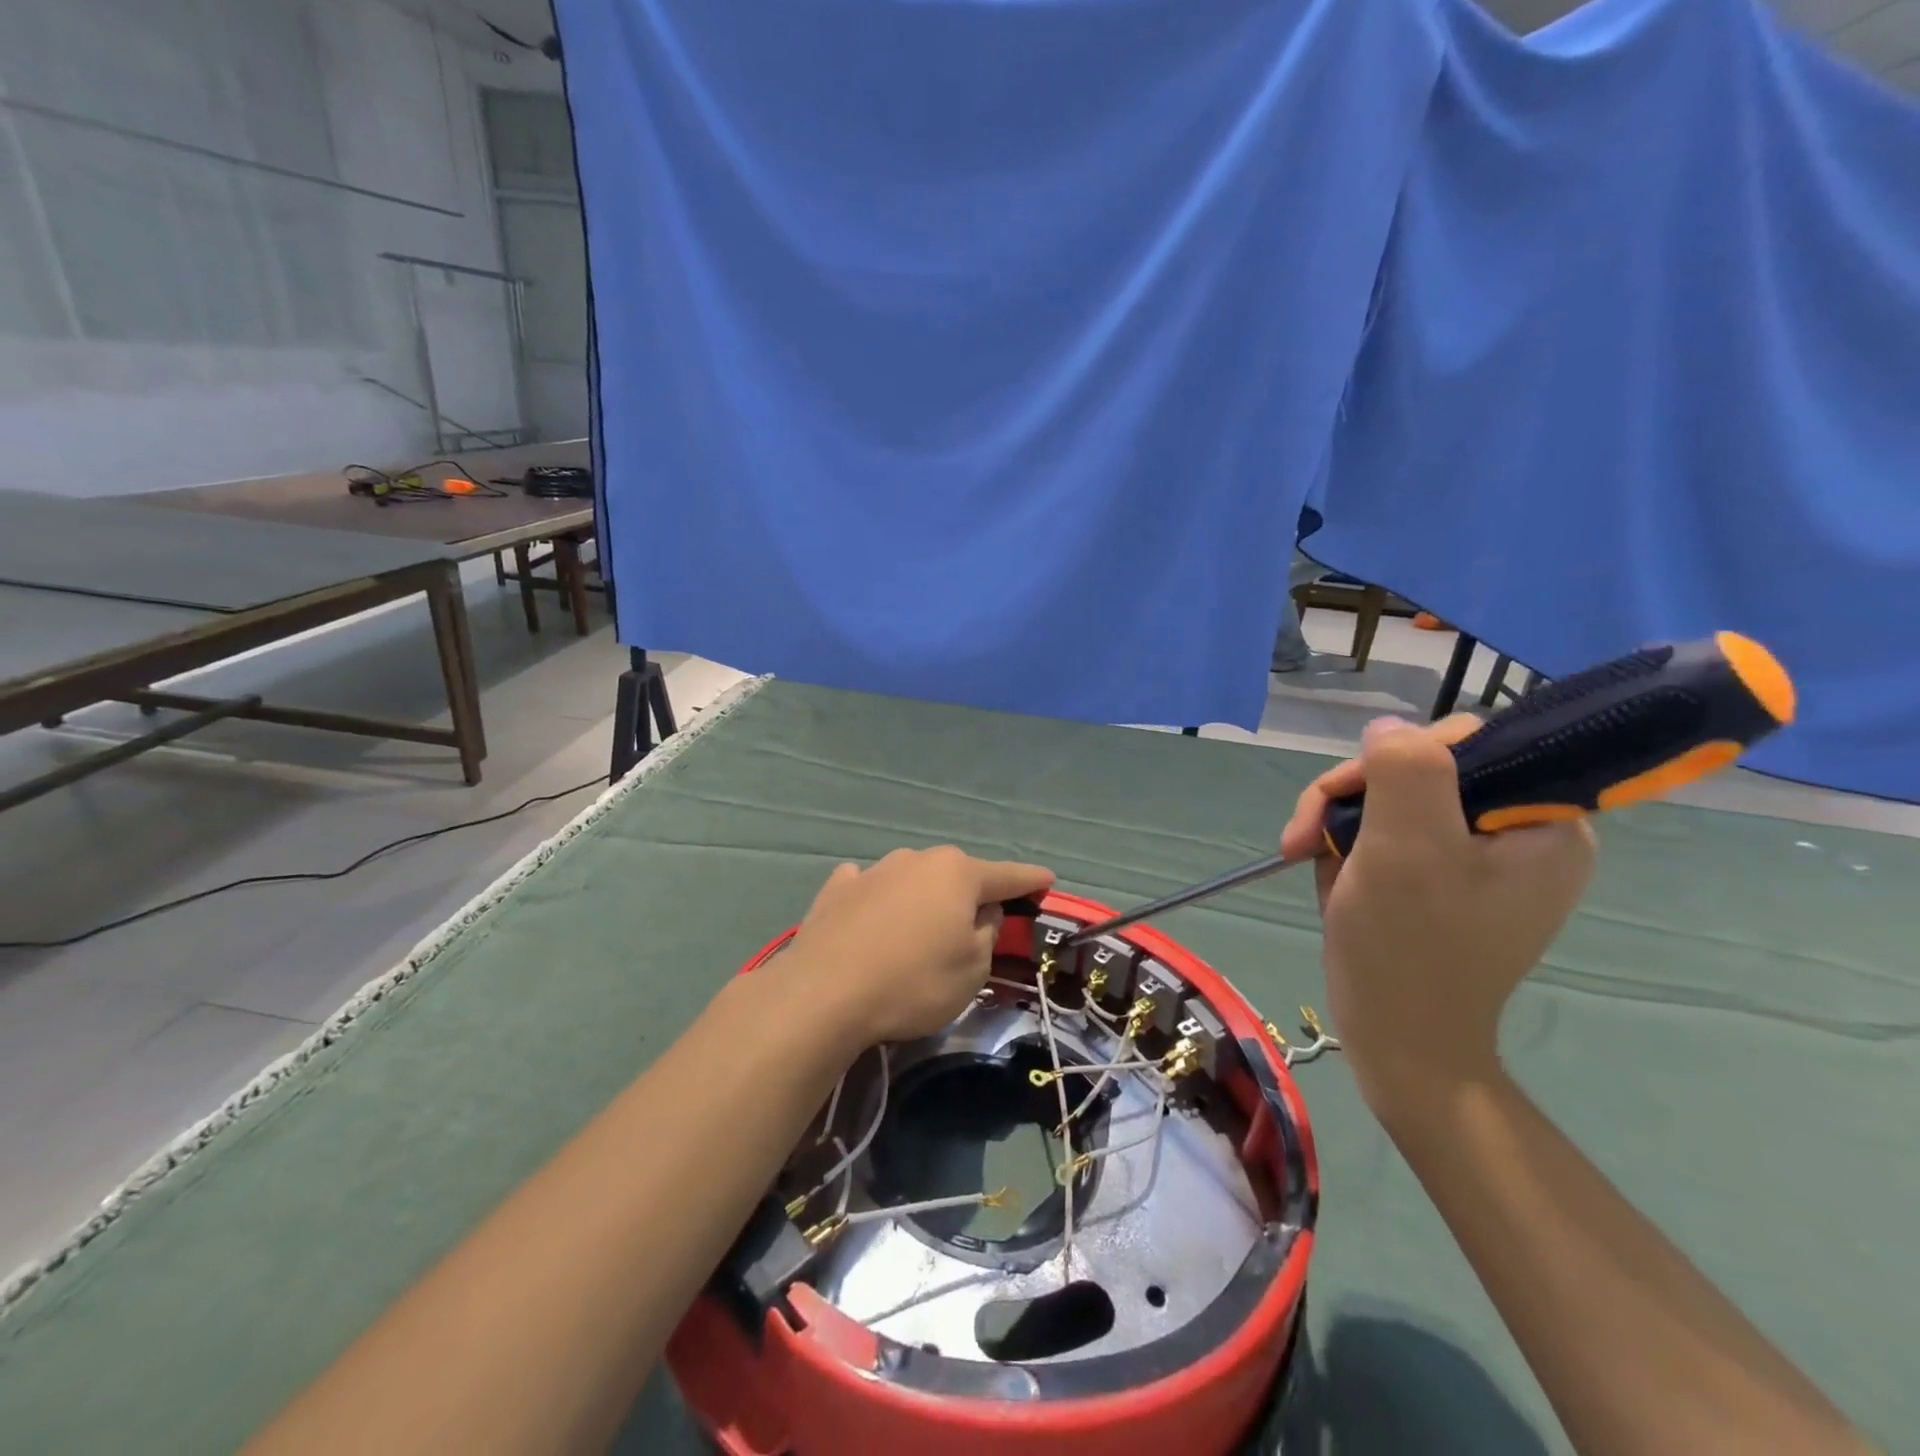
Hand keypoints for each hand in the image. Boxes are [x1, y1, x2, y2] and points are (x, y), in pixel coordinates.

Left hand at [778, 847, 1054, 1049]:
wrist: (823, 994)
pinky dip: (879, 900)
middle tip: (975, 924)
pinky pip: (870, 889)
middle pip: (956, 875)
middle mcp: (916, 860)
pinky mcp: (837, 889)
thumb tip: (980, 911)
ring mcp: (873, 870)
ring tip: (918, 932)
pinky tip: (871, 917)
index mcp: (957, 874)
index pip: (1006, 876)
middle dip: (969, 893)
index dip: (1029, 880)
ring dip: (923, 898)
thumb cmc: (913, 982)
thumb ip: (986, 932)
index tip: (1047, 879)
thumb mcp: (972, 969)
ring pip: (912, 879)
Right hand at [1282, 716, 1595, 1116]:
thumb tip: (1389, 728)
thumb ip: (1406, 770)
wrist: (1398, 1040)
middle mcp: (1521, 833)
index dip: (1401, 757)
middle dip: (1355, 795)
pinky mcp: (1442, 880)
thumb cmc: (1409, 947)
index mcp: (1545, 823)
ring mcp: (1479, 859)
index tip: (1352, 795)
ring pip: (1397, 800)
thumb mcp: (1406, 847)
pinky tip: (1329, 875)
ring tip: (1306, 857)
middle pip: (1425, 770)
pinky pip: (1390, 834)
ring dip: (1341, 822)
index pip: (1473, 743)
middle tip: (1305, 836)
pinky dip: (1349, 847)